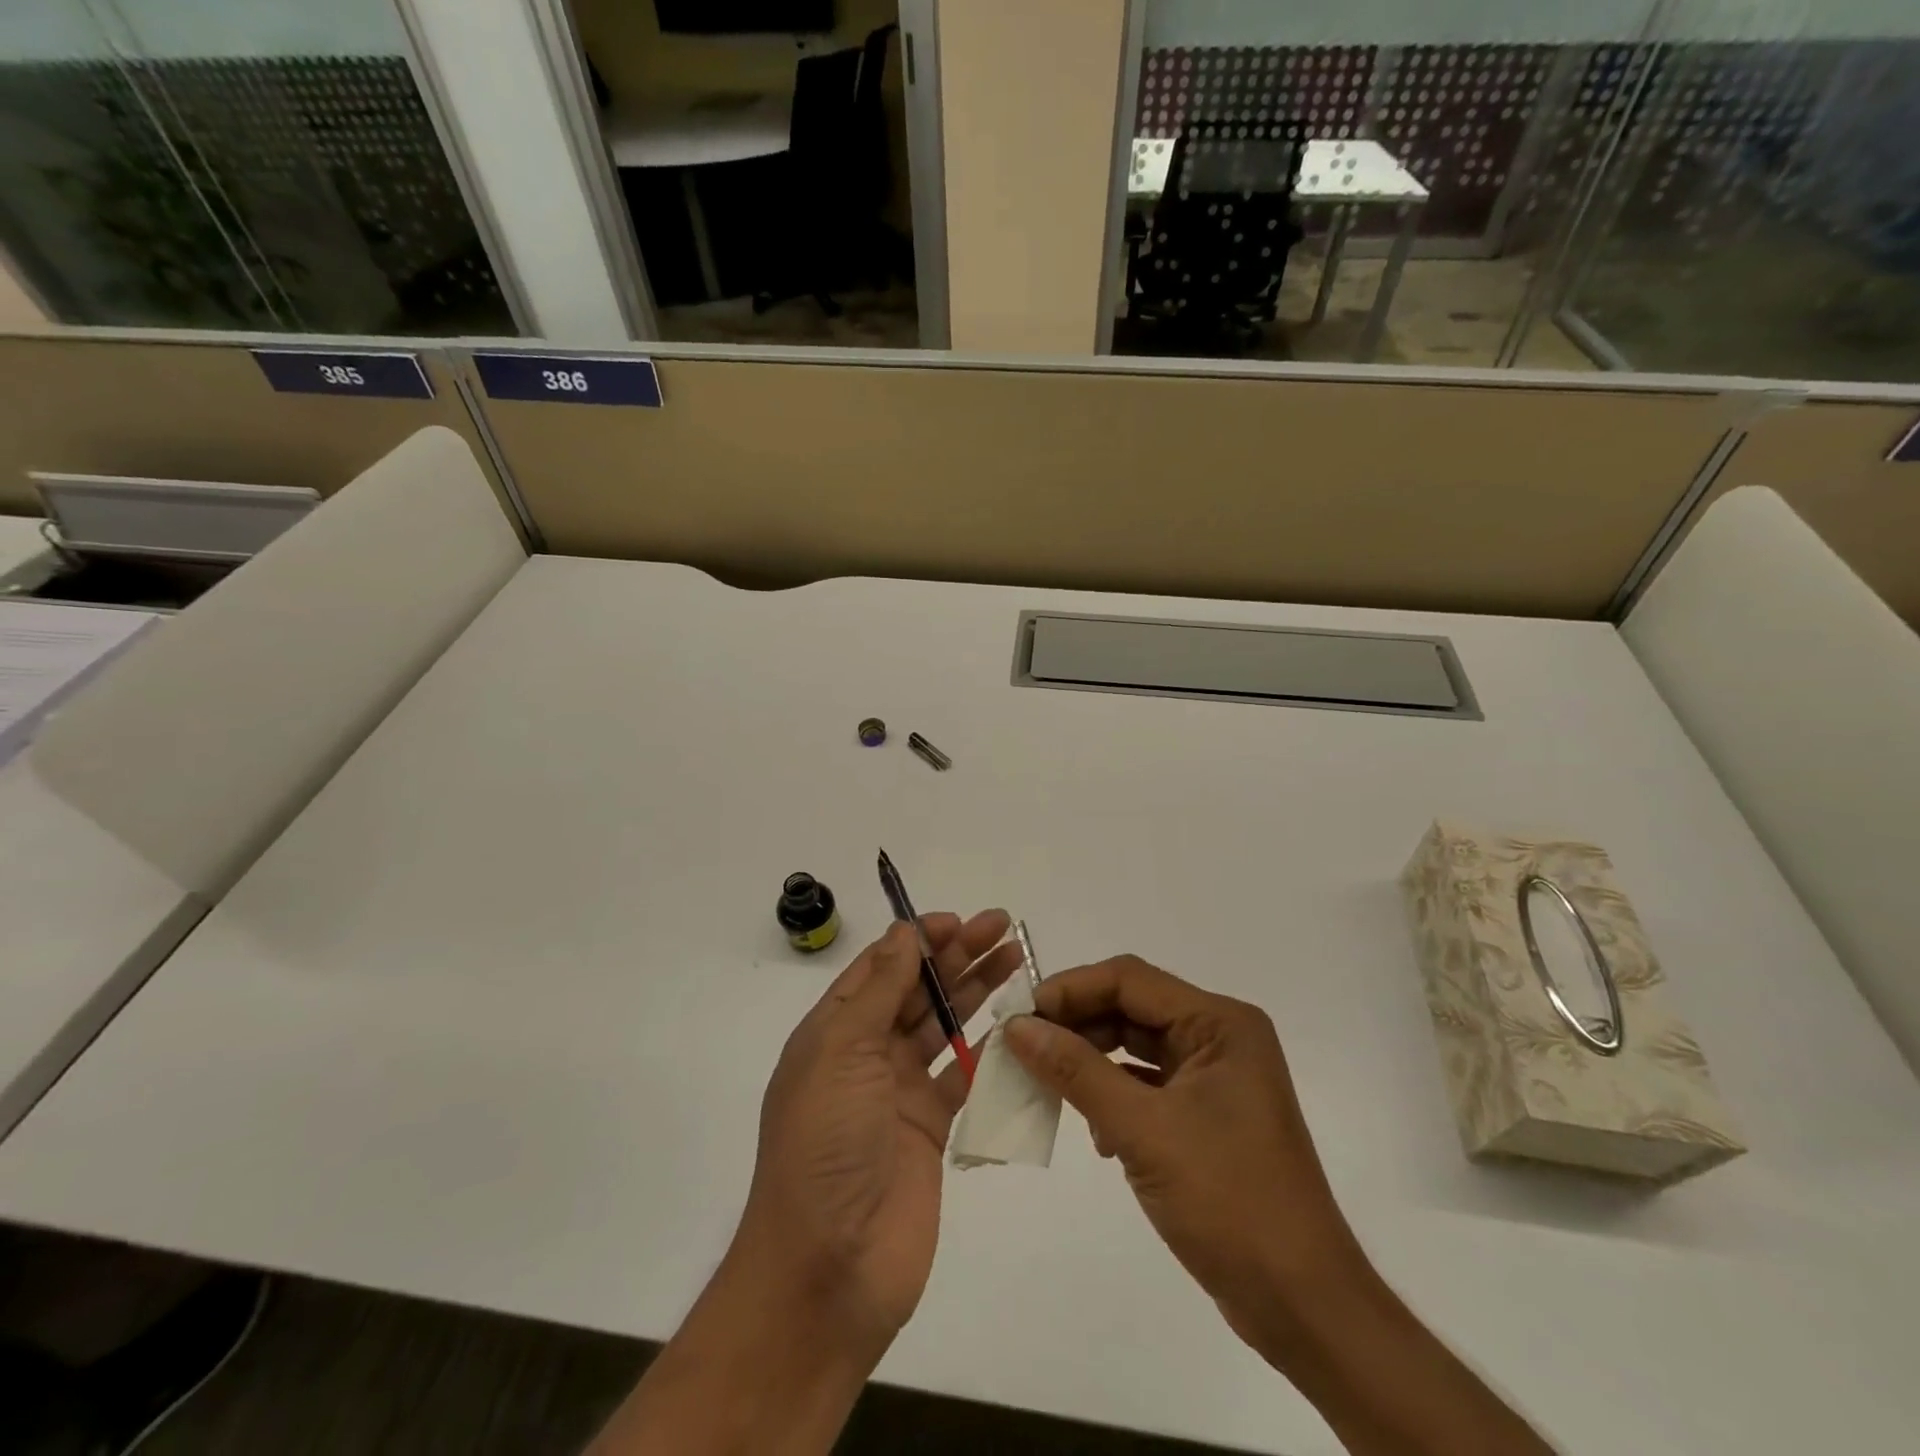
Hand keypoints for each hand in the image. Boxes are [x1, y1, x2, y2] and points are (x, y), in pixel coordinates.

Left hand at [731, 911, 1020, 1356]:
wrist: (828, 1270)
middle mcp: (865, 1054)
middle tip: (1002, 926)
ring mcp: (899, 1092)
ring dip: (976, 991)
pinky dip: (988, 1049)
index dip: (917, 939)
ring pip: (944, 1025)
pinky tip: (1018, 1025)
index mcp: (833, 1031)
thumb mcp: (841, 1053)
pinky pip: (963, 1076)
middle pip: (917, 990)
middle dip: (956, 955)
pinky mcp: (930, 1128)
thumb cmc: (824, 1145)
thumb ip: (878, 992)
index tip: (958, 920)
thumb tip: (903, 933)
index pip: (880, 968)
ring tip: (1016, 959)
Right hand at [1003, 956, 1363, 1352]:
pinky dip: (1113, 1095)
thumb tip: (1017, 1027)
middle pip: (1131, 1008)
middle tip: (1024, 1047)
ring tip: (1047, 1084)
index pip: (1129, 979)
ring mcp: (1214, 1078)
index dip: (1071, 989)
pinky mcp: (1205, 1115)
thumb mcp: (1143, 1130)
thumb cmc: (1229, 1201)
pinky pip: (1146, 1085)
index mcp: (1219, 1023)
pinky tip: (1093, 1129)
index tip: (1021, 1015)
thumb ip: (1076, 1071)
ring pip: (1135, 1047)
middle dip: (1077, 1025)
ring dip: (1090, 1062)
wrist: (1302, 1306)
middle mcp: (1219, 1037)